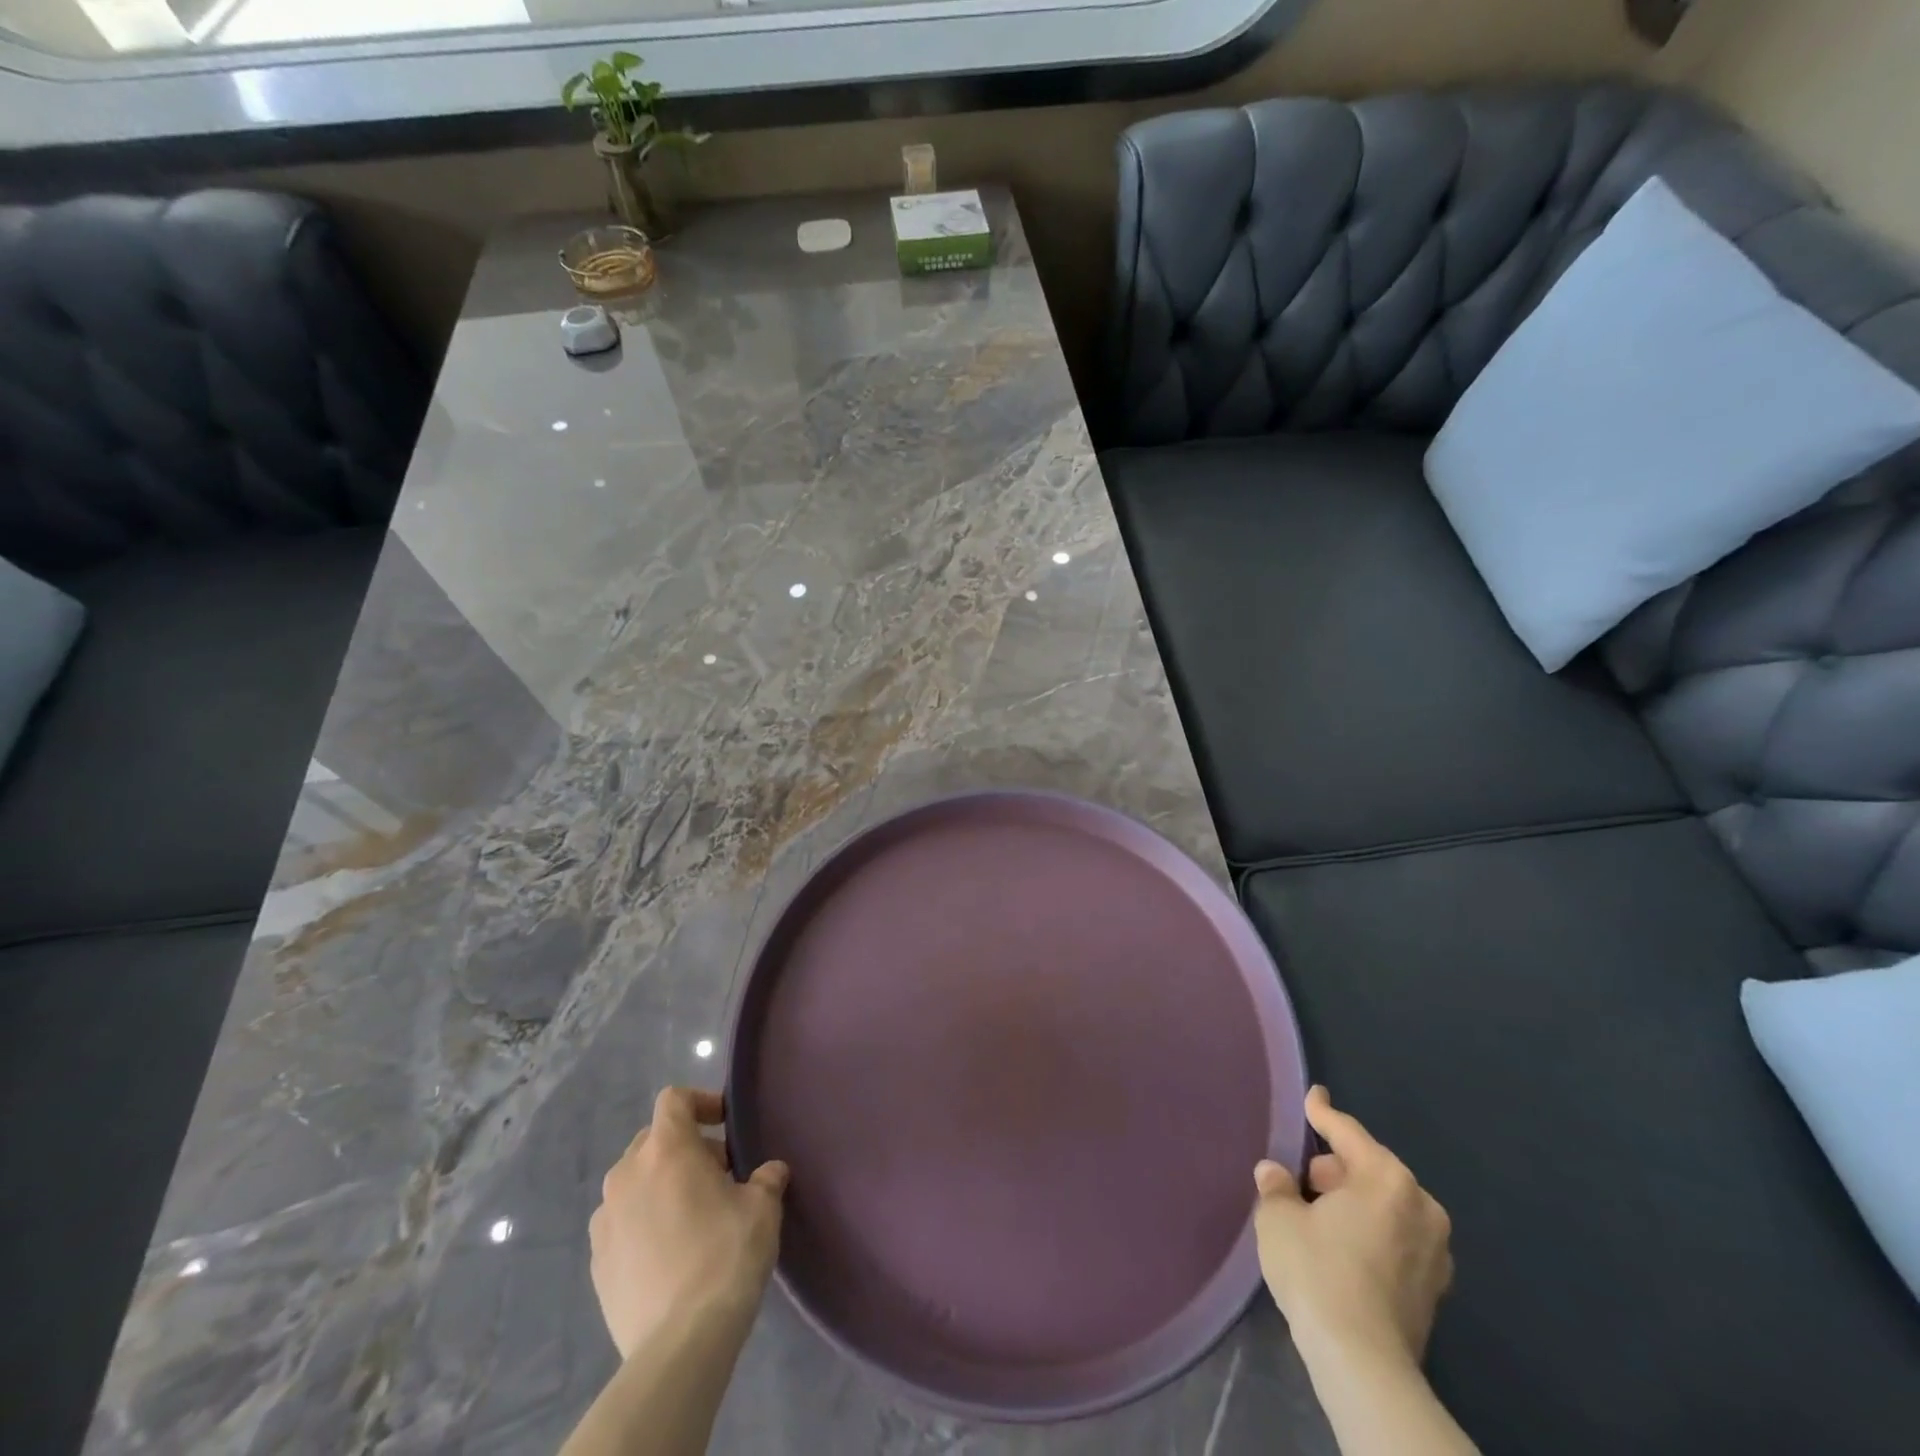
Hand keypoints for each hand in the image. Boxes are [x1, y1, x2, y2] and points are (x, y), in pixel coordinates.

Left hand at [588, 1087, 789, 1360]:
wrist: (680, 1343)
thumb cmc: (726, 1256)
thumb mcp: (763, 1208)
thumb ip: (766, 1178)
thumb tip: (770, 1172)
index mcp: (665, 1150)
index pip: (674, 1100)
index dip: (701, 1103)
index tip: (725, 1125)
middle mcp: (626, 1175)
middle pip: (653, 1139)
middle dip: (685, 1147)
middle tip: (718, 1174)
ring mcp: (605, 1220)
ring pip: (634, 1182)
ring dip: (661, 1185)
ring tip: (693, 1215)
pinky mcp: (597, 1262)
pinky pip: (622, 1222)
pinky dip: (644, 1222)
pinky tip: (670, 1253)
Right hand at [1252, 1085, 1453, 1370]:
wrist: (1362, 1363)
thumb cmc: (1318, 1271)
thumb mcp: (1279, 1218)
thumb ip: (1277, 1186)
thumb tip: (1275, 1174)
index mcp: (1387, 1179)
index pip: (1347, 1133)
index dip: (1323, 1113)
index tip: (1313, 1095)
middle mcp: (1421, 1206)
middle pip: (1371, 1169)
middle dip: (1336, 1168)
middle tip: (1303, 1178)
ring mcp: (1435, 1251)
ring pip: (1386, 1205)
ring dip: (1354, 1202)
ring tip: (1318, 1215)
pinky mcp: (1434, 1288)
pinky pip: (1396, 1238)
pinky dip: (1371, 1231)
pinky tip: (1342, 1247)